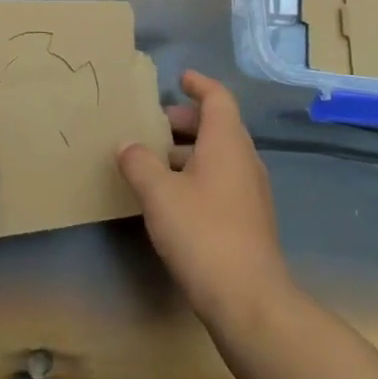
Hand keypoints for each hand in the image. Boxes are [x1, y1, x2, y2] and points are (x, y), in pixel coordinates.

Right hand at [118, 70, 290, 323]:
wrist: (248, 300)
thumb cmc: (202, 233)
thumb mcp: (159, 194)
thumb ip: (139, 163)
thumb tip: (127, 145)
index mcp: (227, 142)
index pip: (218, 98)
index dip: (199, 84)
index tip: (180, 78)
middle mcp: (244, 160)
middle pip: (218, 126)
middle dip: (186, 121)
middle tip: (154, 125)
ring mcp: (250, 192)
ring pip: (219, 156)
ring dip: (189, 151)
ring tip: (154, 161)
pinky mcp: (248, 220)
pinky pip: (222, 181)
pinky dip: (197, 175)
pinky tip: (172, 196)